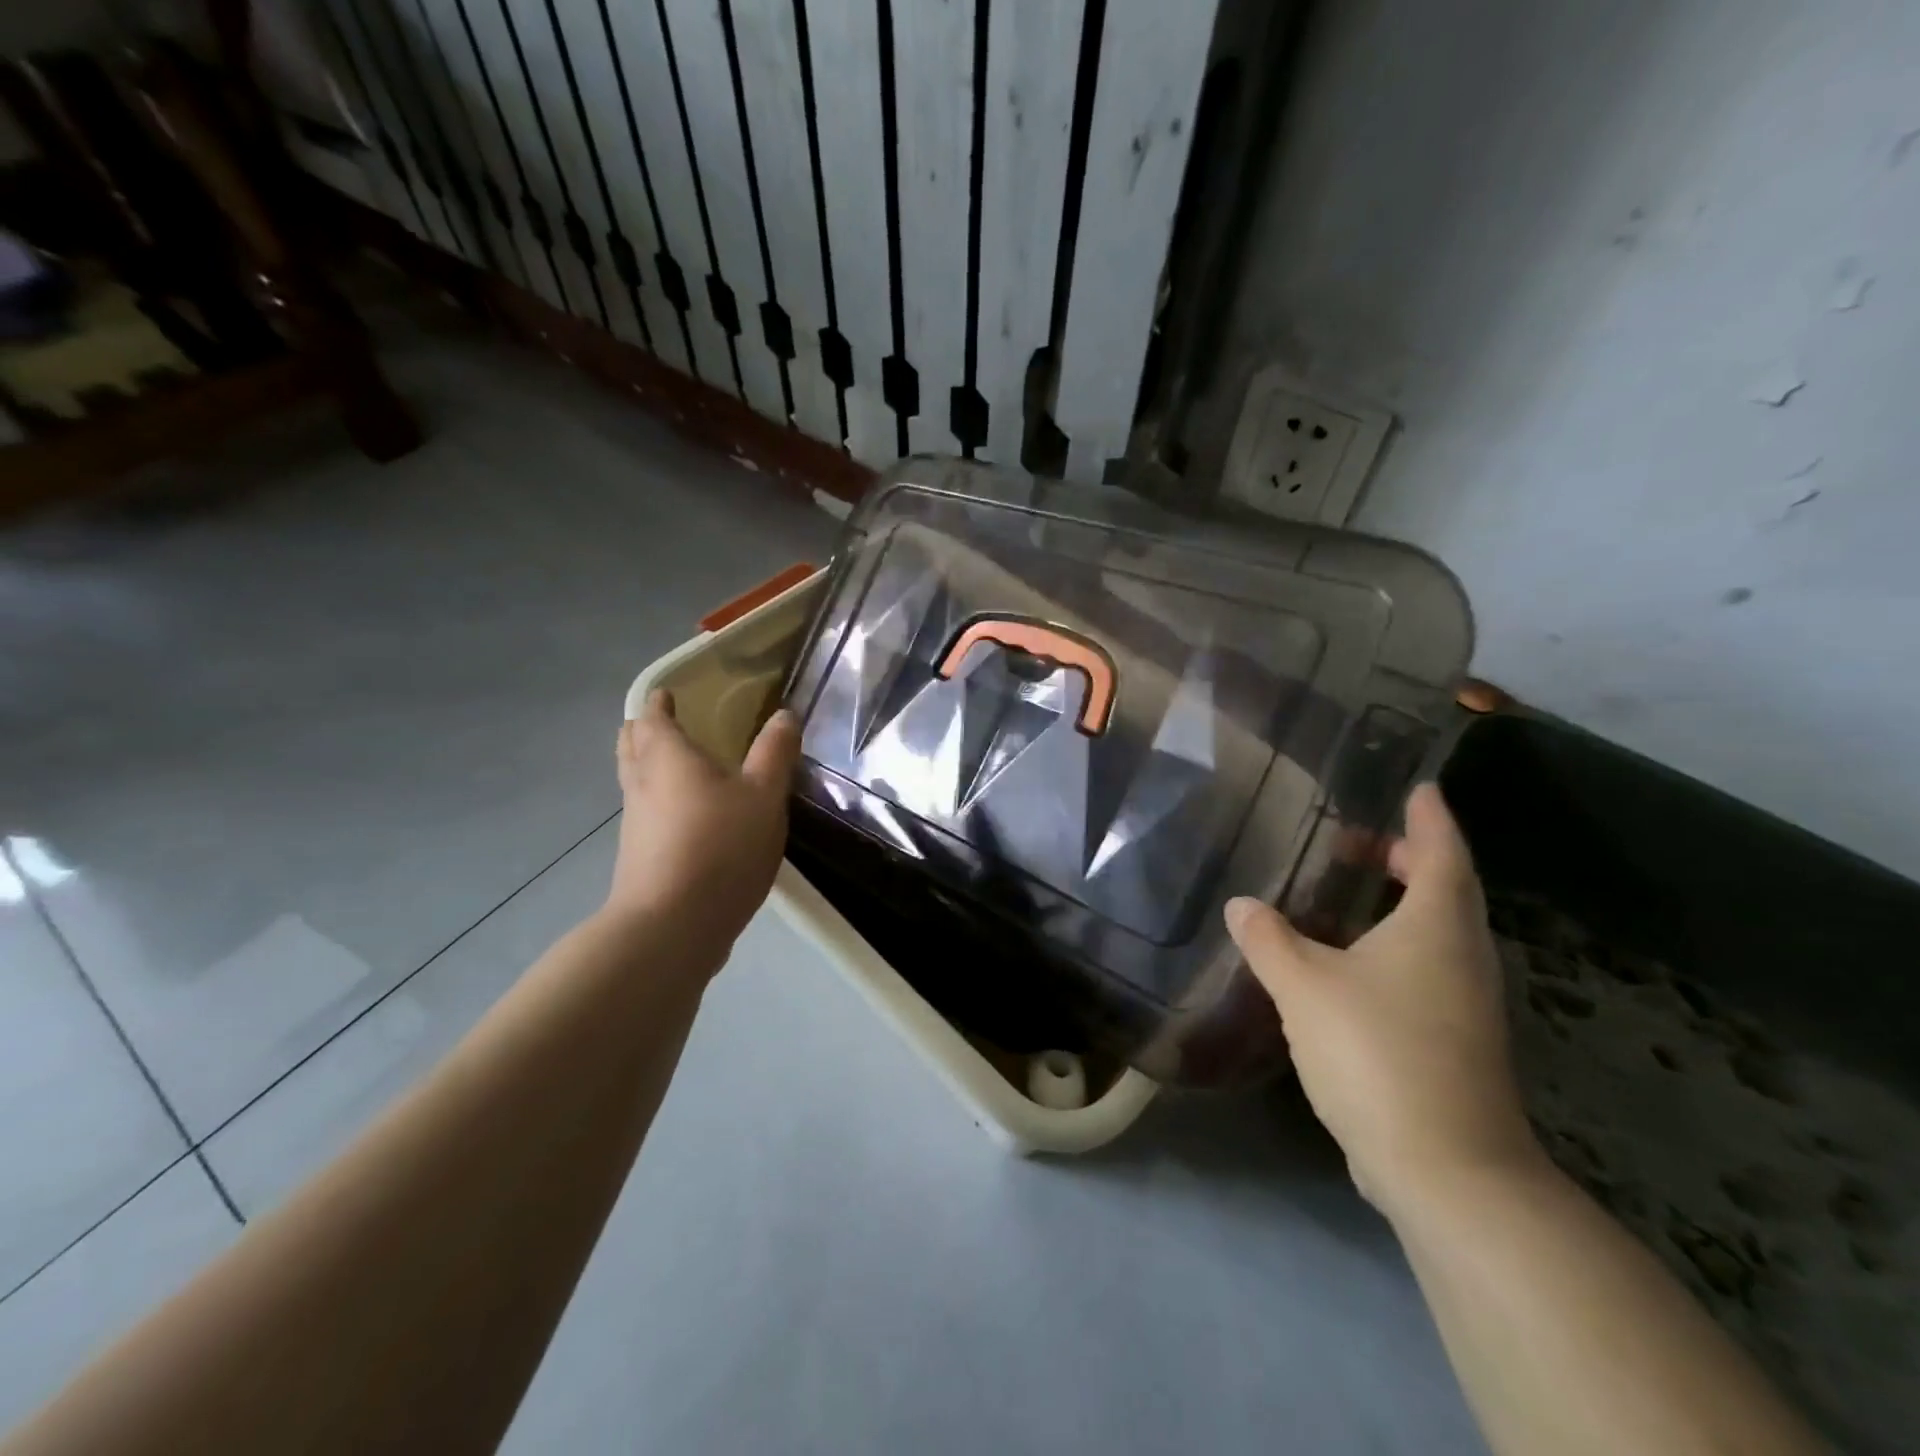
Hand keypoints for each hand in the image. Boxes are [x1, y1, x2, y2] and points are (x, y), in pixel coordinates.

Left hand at [606, 689, 800, 961]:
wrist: (672, 925)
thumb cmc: (720, 847)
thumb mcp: (764, 796)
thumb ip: (774, 754)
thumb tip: (783, 715)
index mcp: (669, 758)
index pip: (654, 718)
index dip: (659, 703)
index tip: (668, 694)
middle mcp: (642, 784)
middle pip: (632, 746)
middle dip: (644, 731)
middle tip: (665, 723)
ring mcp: (635, 824)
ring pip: (634, 781)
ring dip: (647, 765)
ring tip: (675, 764)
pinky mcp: (637, 857)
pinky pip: (644, 813)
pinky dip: (656, 800)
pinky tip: (683, 816)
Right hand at [1225, 783, 1539, 1218]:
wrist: (1447, 1169)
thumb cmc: (1377, 1053)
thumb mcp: (1305, 986)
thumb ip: (1269, 939)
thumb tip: (1243, 905)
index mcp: (1437, 928)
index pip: (1442, 853)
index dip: (1430, 818)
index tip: (1420, 788)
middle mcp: (1463, 958)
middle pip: (1447, 891)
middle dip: (1411, 859)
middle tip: (1361, 844)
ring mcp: (1467, 1005)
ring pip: (1440, 934)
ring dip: (1403, 906)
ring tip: (1351, 896)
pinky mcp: (1457, 1042)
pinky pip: (1430, 971)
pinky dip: (1398, 948)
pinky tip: (1354, 965)